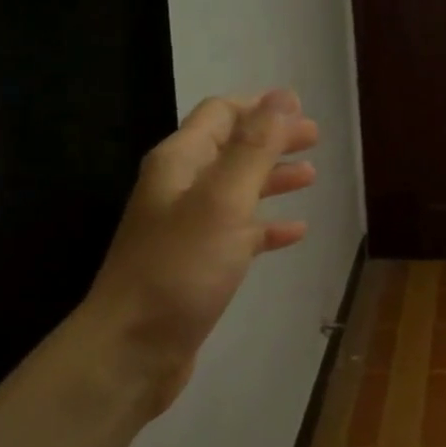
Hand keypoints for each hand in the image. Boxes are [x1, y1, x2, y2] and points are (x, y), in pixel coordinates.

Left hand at [80, 89, 317, 409]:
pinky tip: (295, 231)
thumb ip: (254, 149)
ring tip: (311, 176)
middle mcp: (180, 189)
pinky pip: (240, 233)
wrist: (132, 349)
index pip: (220, 115)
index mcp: (179, 164)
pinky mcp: (199, 264)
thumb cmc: (179, 269)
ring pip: (237, 190)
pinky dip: (267, 225)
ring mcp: (188, 228)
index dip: (259, 107)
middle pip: (231, 149)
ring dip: (272, 178)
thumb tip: (282, 97)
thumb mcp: (223, 201)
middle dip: (271, 140)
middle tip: (313, 137)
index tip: (300, 107)